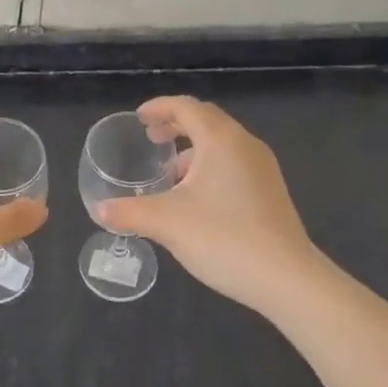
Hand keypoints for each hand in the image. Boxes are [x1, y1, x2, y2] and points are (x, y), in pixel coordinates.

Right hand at [97, 96, 324, 317]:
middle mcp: (245, 145)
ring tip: (170, 173)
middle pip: (206, 120)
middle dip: (176, 125)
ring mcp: (262, 168)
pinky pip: (234, 164)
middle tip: (151, 138)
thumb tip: (100, 210)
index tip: (139, 118)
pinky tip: (196, 199)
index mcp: (221, 139)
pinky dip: (210, 167)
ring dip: (193, 150)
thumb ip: (129, 212)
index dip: (159, 107)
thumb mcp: (167, 223)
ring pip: (222, 144)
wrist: (287, 279)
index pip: (186, 107)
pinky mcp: (271, 192)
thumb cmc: (224, 238)